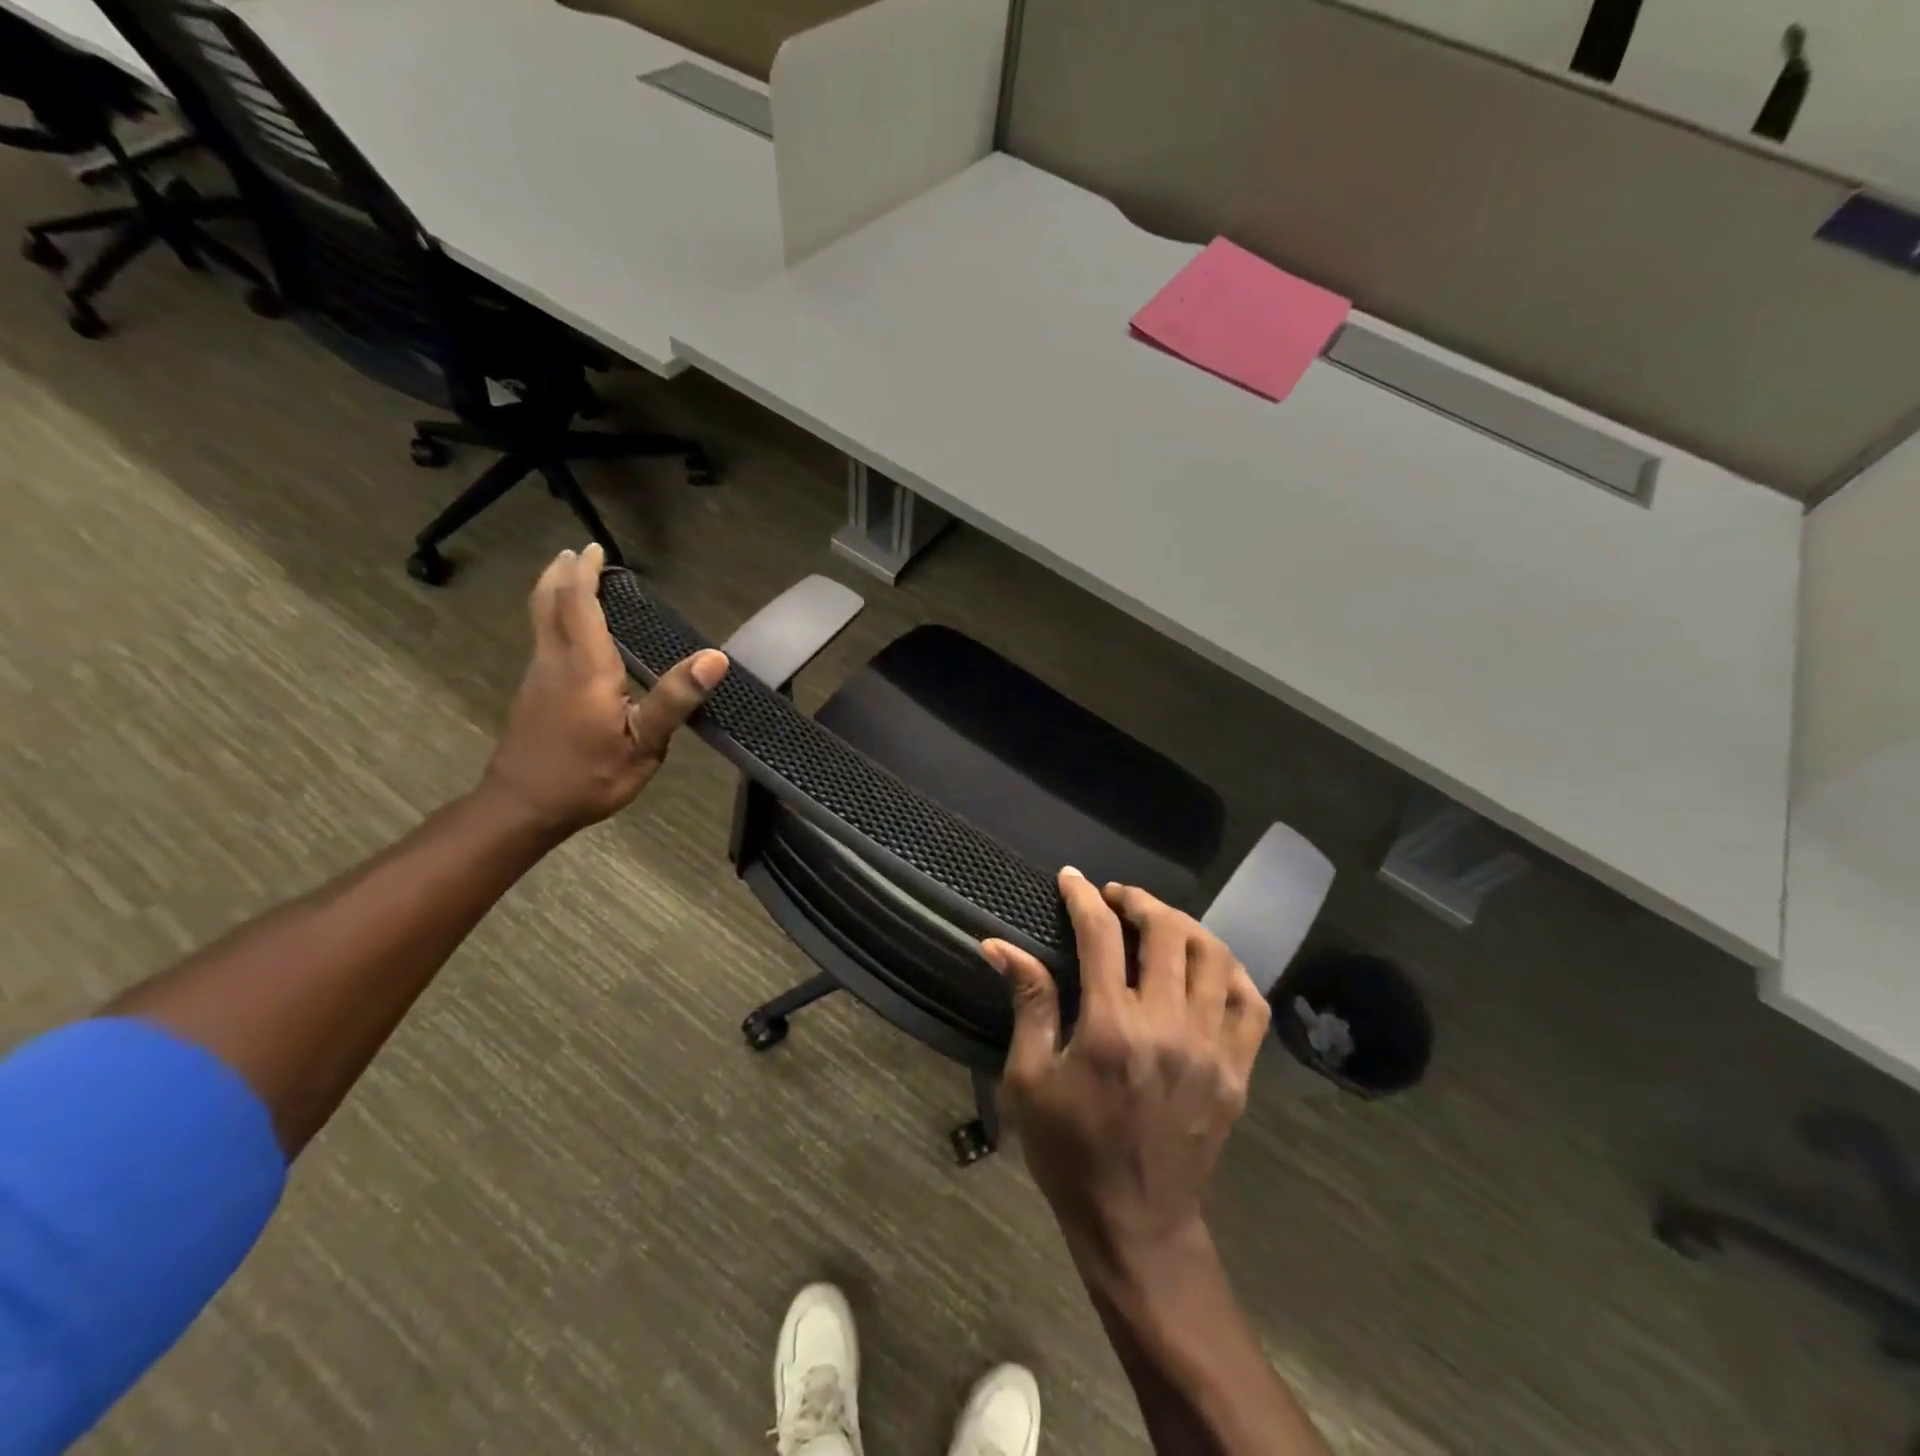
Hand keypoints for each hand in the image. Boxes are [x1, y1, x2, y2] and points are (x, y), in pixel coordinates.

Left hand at [482, 543, 727, 834]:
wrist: (522, 808)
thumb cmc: (589, 777)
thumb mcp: (644, 745)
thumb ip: (676, 699)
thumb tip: (715, 658)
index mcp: (587, 668)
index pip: (580, 605)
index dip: (586, 574)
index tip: (594, 549)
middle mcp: (556, 662)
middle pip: (548, 603)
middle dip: (560, 574)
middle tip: (576, 555)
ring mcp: (538, 677)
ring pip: (540, 620)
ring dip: (555, 594)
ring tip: (575, 582)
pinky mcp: (532, 694)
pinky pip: (543, 640)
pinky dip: (554, 619)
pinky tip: (572, 634)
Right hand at [982, 870, 1269, 1271]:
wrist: (1136, 1222)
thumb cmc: (1070, 1150)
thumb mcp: (1029, 1079)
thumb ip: (1028, 1003)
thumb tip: (997, 945)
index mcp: (1110, 1028)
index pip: (1100, 936)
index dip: (1083, 897)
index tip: (1071, 878)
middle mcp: (1167, 1028)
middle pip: (1166, 933)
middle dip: (1138, 901)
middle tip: (1116, 898)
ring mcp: (1211, 1049)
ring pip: (1214, 957)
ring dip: (1184, 926)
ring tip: (1158, 924)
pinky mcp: (1238, 1071)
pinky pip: (1250, 1003)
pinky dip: (1232, 971)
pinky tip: (1208, 964)